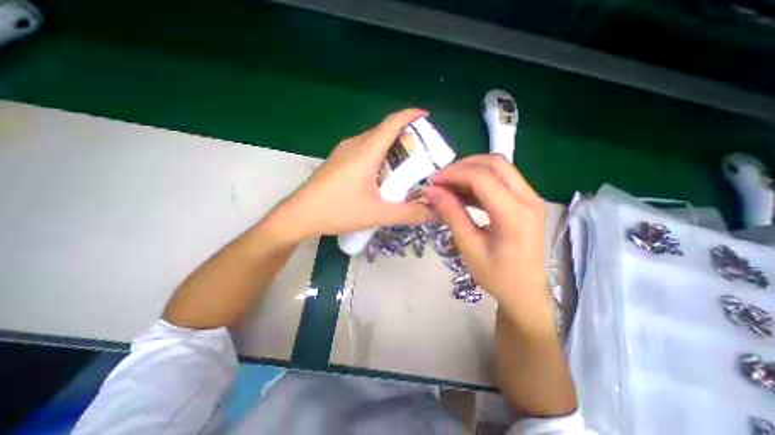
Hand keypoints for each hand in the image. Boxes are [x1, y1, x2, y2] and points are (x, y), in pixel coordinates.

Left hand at [267, 108, 433, 239]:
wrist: (299, 215)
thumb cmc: (338, 210)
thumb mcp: (377, 214)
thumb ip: (408, 214)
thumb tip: (435, 213)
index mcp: (366, 151)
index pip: (392, 123)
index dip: (410, 115)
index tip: (426, 117)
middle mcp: (354, 145)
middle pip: (384, 131)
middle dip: (405, 136)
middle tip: (421, 152)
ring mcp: (343, 152)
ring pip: (372, 141)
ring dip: (390, 147)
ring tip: (404, 165)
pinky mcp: (337, 161)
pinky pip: (363, 150)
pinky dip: (377, 155)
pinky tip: (380, 174)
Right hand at [424, 155, 556, 330]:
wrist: (526, 292)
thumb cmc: (497, 276)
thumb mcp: (469, 247)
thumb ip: (451, 214)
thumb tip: (430, 191)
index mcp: (514, 215)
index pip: (481, 178)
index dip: (453, 174)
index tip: (432, 182)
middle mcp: (528, 199)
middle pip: (494, 163)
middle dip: (463, 166)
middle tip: (441, 181)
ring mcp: (531, 198)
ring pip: (499, 167)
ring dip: (471, 171)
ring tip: (449, 186)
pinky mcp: (527, 201)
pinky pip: (502, 179)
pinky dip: (480, 180)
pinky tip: (465, 193)